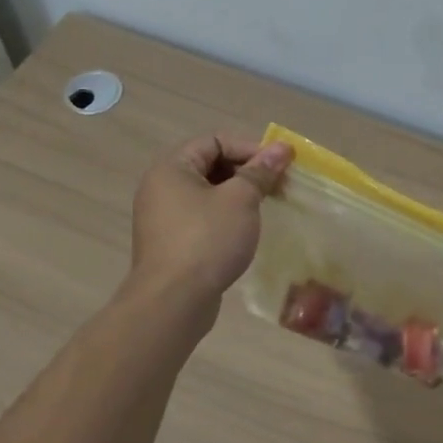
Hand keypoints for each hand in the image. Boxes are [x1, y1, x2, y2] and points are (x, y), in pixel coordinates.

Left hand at [127, 133, 292, 311]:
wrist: (173, 302)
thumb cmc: (207, 240)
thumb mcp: (241, 200)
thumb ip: (261, 171)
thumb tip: (281, 148)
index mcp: (172, 167)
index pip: (215, 141)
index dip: (250, 148)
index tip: (279, 164)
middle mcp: (161, 187)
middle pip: (210, 165)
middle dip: (247, 172)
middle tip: (278, 186)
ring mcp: (162, 217)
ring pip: (207, 193)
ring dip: (238, 196)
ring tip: (266, 207)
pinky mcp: (170, 243)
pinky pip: (202, 218)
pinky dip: (225, 217)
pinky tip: (245, 232)